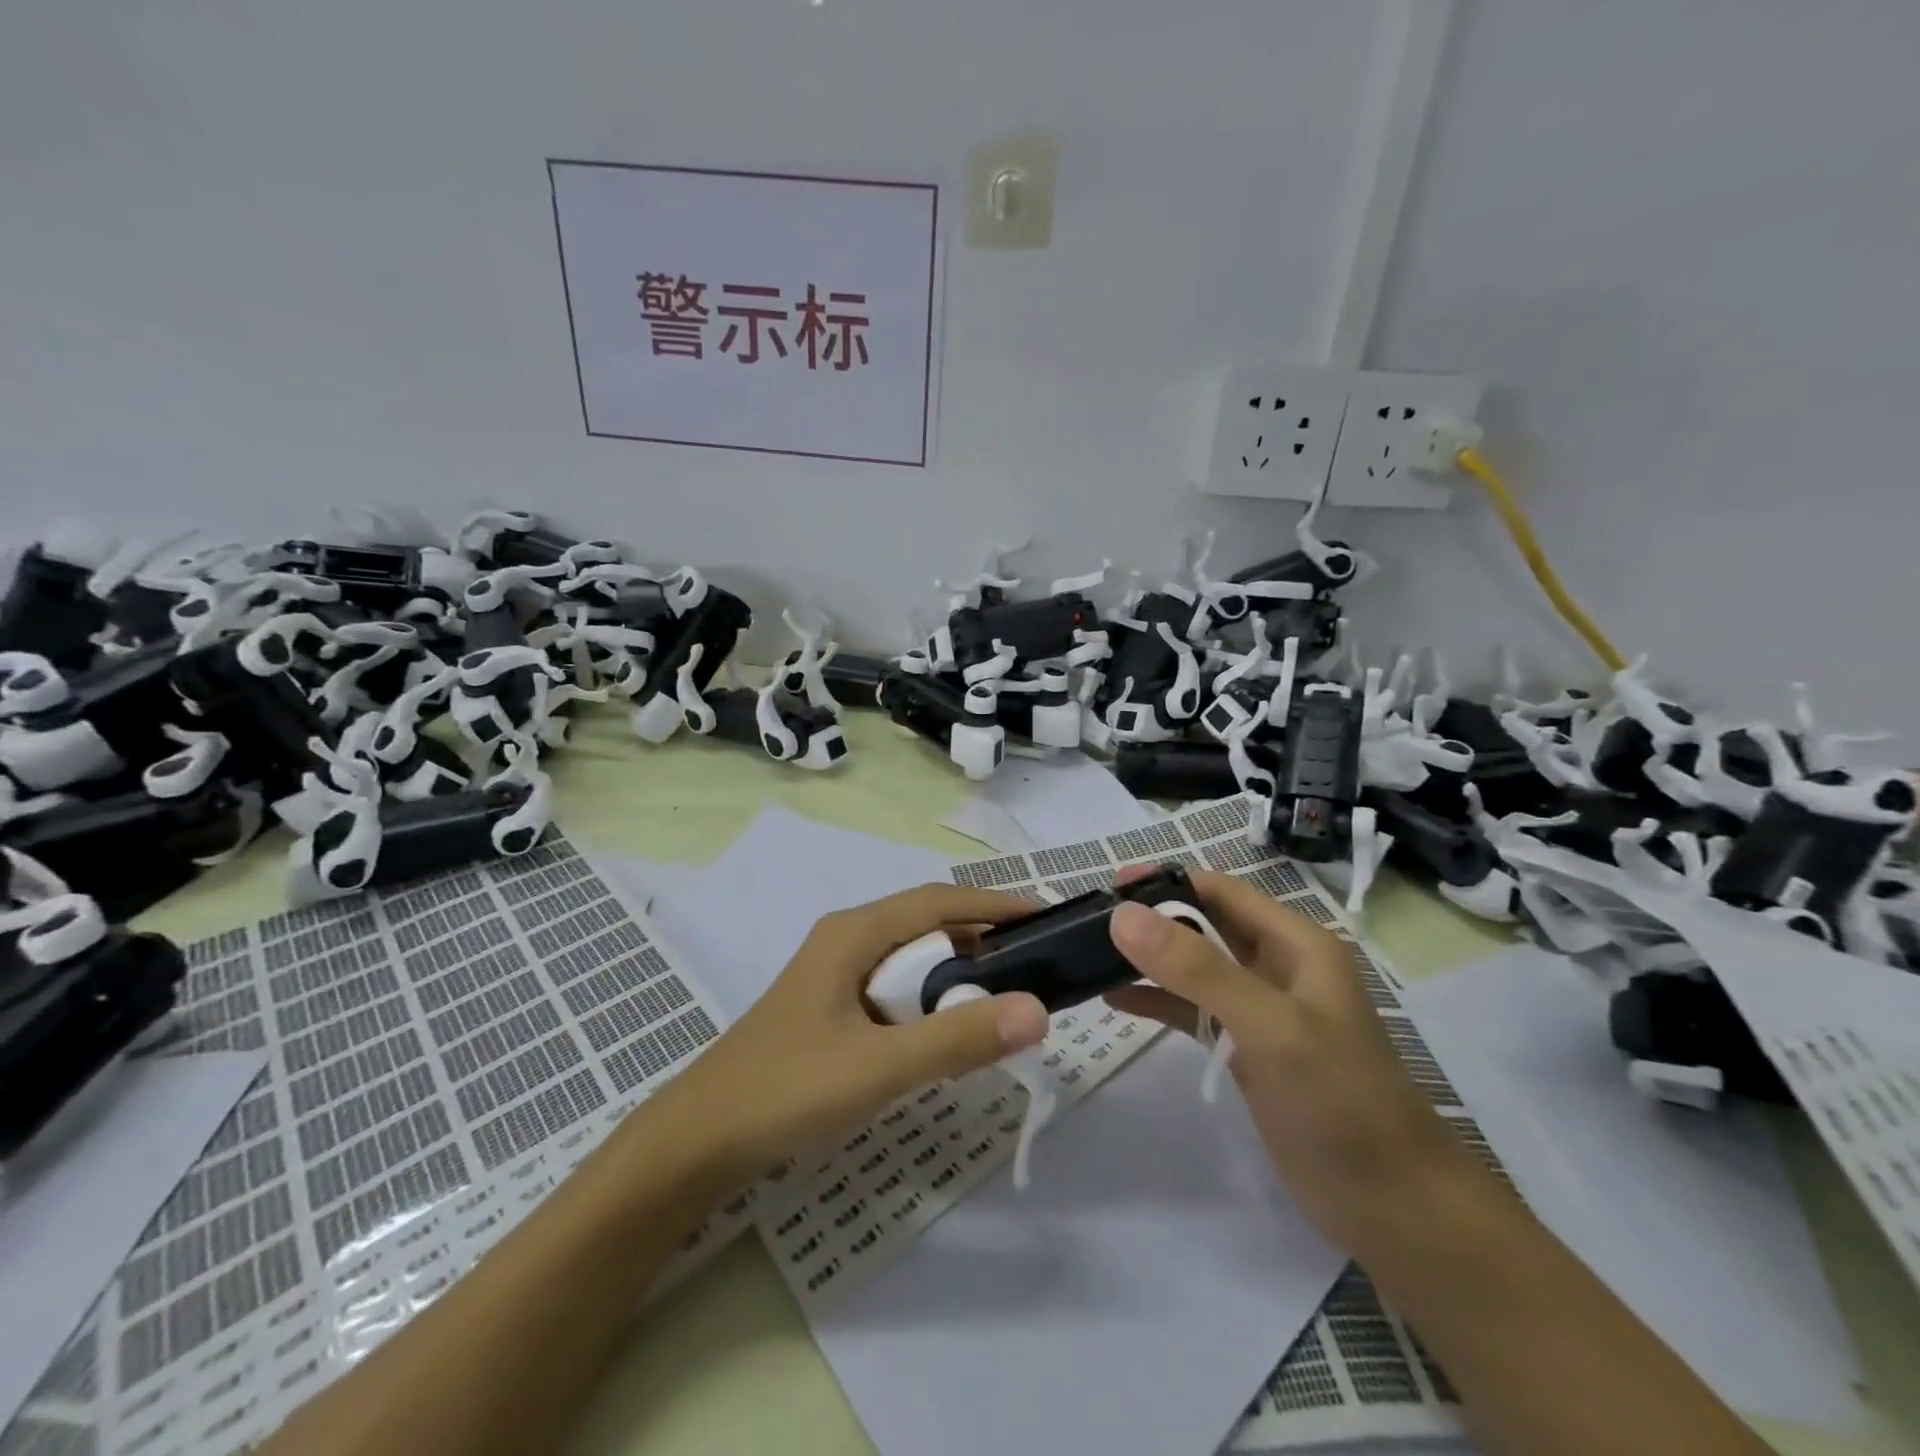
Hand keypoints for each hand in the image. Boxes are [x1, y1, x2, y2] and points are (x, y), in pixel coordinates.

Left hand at [652, 884, 1051, 1195]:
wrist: (696, 1143)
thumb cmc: (785, 1090)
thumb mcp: (879, 1066)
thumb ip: (957, 1039)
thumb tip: (1036, 1010)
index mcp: (854, 933)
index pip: (940, 901)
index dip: (995, 904)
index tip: (1046, 917)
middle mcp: (846, 940)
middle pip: (927, 926)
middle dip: (981, 942)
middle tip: (1034, 969)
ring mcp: (835, 975)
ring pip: (910, 960)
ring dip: (955, 976)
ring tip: (1003, 1001)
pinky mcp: (831, 1009)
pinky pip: (894, 991)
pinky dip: (928, 1003)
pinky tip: (946, 1035)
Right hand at [1106, 868, 1478, 1252]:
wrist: (1393, 1207)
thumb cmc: (1339, 1101)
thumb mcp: (1269, 1025)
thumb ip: (1197, 969)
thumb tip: (1123, 915)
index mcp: (1295, 944)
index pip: (1221, 892)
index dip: (1167, 882)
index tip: (1108, 885)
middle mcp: (1277, 967)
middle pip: (1204, 925)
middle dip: (1151, 919)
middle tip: (1089, 920)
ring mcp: (1261, 1011)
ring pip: (1194, 968)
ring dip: (1148, 960)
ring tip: (1091, 955)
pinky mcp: (1247, 1050)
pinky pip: (1193, 1011)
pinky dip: (1157, 1001)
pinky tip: (1115, 1000)